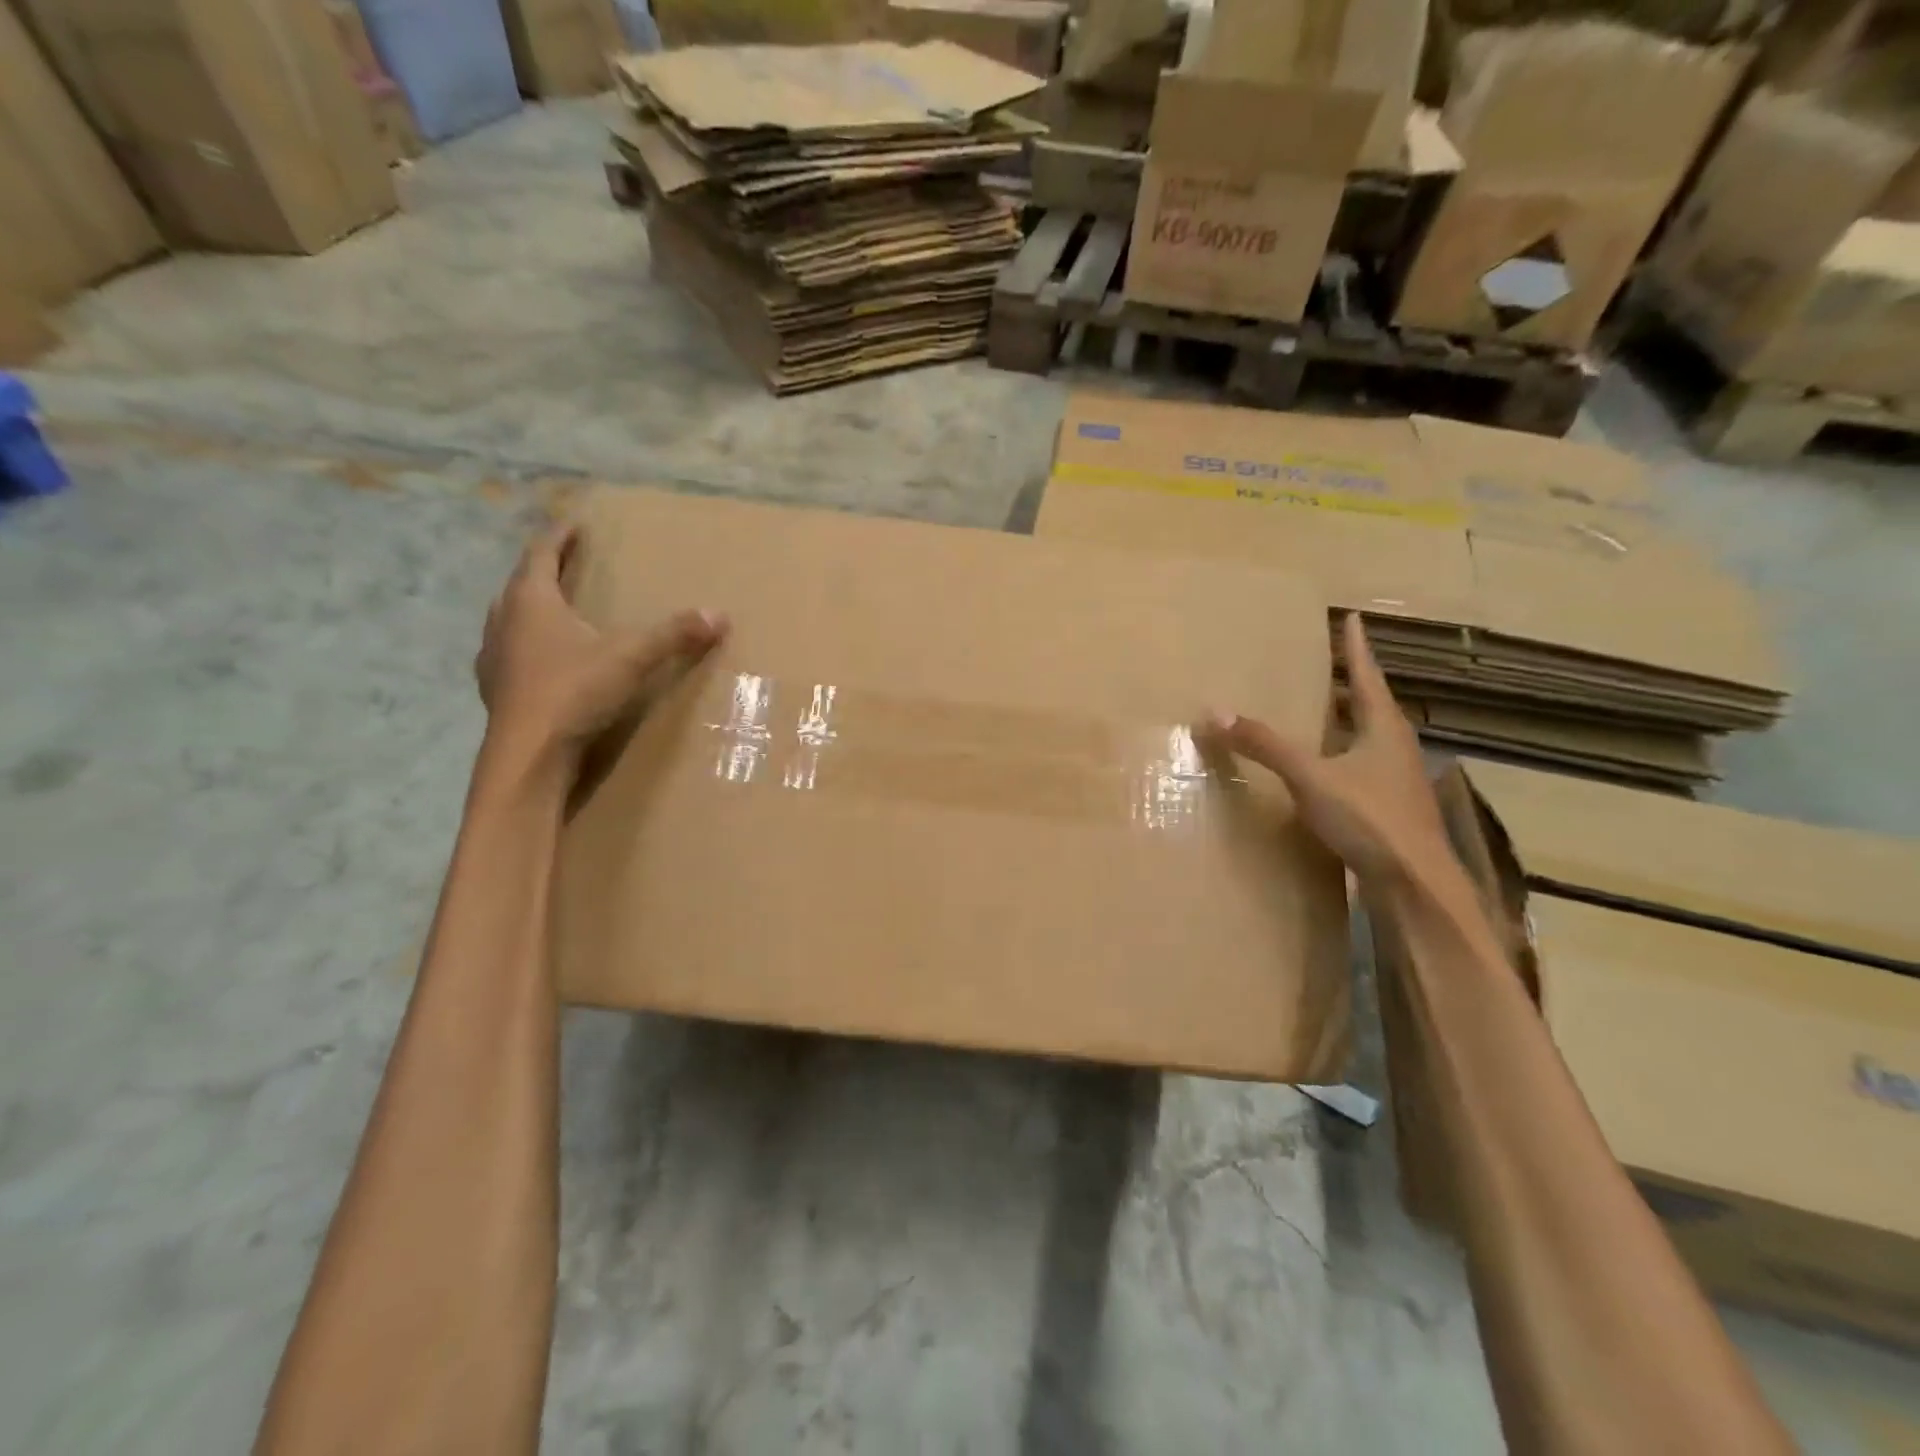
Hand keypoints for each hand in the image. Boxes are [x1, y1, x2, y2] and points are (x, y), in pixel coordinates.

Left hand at [476, 522, 726, 761]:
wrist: (528, 753)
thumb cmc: (573, 691)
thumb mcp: (631, 658)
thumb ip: (673, 635)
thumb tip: (719, 615)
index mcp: (531, 601)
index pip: (540, 554)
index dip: (559, 537)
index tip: (574, 525)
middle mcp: (504, 621)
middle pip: (520, 584)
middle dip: (543, 572)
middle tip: (566, 567)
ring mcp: (493, 657)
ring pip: (509, 620)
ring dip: (530, 611)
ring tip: (555, 613)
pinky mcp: (495, 689)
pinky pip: (510, 654)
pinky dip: (528, 648)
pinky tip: (546, 663)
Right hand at [1199, 613, 1450, 884]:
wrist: (1415, 886)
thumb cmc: (1369, 819)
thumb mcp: (1310, 778)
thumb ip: (1265, 745)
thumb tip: (1215, 712)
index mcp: (1383, 729)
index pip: (1366, 676)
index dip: (1356, 648)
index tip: (1352, 617)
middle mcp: (1395, 748)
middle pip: (1371, 706)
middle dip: (1351, 684)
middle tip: (1329, 664)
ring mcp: (1397, 781)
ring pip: (1369, 740)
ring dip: (1348, 722)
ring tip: (1323, 712)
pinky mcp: (1391, 810)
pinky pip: (1363, 769)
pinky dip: (1343, 757)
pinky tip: (1327, 771)